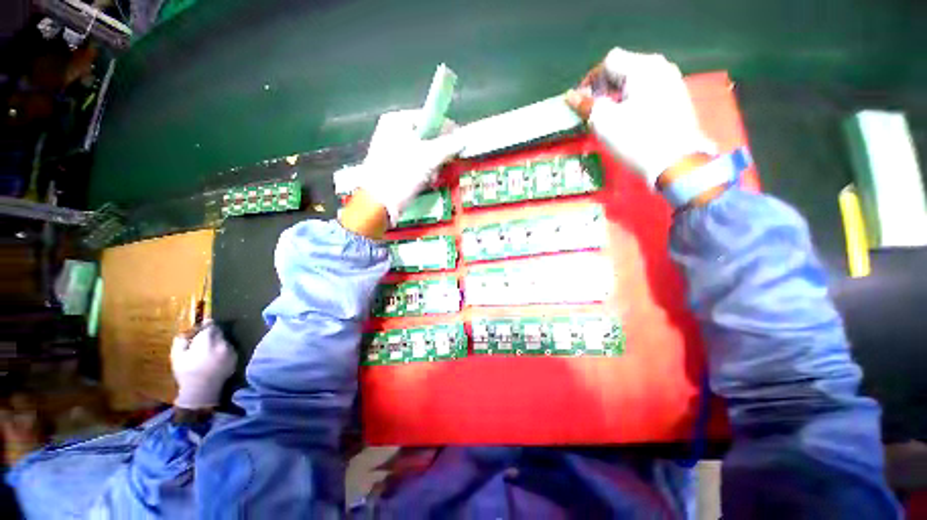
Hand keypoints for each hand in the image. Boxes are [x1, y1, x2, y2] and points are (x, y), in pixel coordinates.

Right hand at [170, 320, 236, 408]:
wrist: (202, 391)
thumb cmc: (187, 373)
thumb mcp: (177, 356)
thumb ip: (181, 341)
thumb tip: (185, 333)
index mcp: (208, 340)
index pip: (211, 326)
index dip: (206, 326)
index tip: (202, 327)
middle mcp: (223, 342)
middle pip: (219, 333)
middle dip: (211, 335)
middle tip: (202, 342)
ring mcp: (231, 350)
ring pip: (224, 341)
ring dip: (218, 343)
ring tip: (208, 352)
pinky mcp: (236, 358)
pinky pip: (229, 350)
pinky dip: (223, 351)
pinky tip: (215, 359)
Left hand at [358, 109, 461, 224]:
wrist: (378, 203)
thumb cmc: (402, 174)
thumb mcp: (429, 157)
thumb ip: (448, 145)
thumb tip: (463, 139)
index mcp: (397, 121)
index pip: (429, 117)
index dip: (446, 130)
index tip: (459, 144)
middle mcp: (392, 132)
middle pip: (427, 137)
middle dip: (438, 154)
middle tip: (444, 165)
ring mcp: (391, 151)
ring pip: (423, 154)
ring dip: (432, 167)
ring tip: (432, 179)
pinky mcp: (393, 167)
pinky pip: (415, 165)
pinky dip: (424, 173)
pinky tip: (425, 183)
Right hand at [565, 47, 715, 187]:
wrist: (676, 162)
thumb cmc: (636, 138)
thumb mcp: (604, 122)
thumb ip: (586, 105)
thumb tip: (570, 96)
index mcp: (642, 67)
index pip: (609, 62)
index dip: (590, 80)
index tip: (580, 103)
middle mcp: (659, 67)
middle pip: (623, 68)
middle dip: (603, 87)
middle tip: (592, 110)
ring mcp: (671, 81)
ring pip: (635, 80)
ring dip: (616, 94)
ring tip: (607, 116)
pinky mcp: (676, 98)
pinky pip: (647, 90)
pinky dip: (631, 100)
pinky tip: (626, 118)